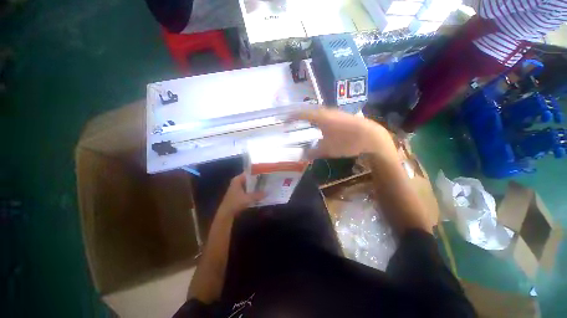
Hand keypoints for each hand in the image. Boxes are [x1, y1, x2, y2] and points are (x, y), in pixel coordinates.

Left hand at [217, 174, 264, 216]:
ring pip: (249, 185)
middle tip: (268, 180)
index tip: (266, 174)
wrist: (225, 214)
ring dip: (256, 186)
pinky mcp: (239, 194)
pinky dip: (253, 191)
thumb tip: (267, 192)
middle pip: (250, 178)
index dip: (257, 173)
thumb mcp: (248, 199)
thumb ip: (258, 195)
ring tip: (266, 186)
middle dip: (258, 180)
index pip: (249, 172)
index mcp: (238, 179)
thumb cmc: (235, 203)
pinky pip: (248, 190)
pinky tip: (260, 193)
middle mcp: (238, 181)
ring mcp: (238, 188)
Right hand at [293, 109, 393, 158]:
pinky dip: (318, 119)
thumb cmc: (346, 142)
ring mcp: (335, 112)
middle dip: (299, 115)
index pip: (302, 113)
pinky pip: (325, 115)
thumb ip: (313, 152)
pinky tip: (319, 125)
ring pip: (318, 112)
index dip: (292, 116)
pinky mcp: (342, 116)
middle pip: (309, 110)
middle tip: (292, 121)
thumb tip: (303, 155)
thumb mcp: (327, 150)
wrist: (371, 137)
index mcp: (320, 117)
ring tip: (303, 122)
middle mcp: (327, 111)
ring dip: (309, 116)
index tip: (285, 120)